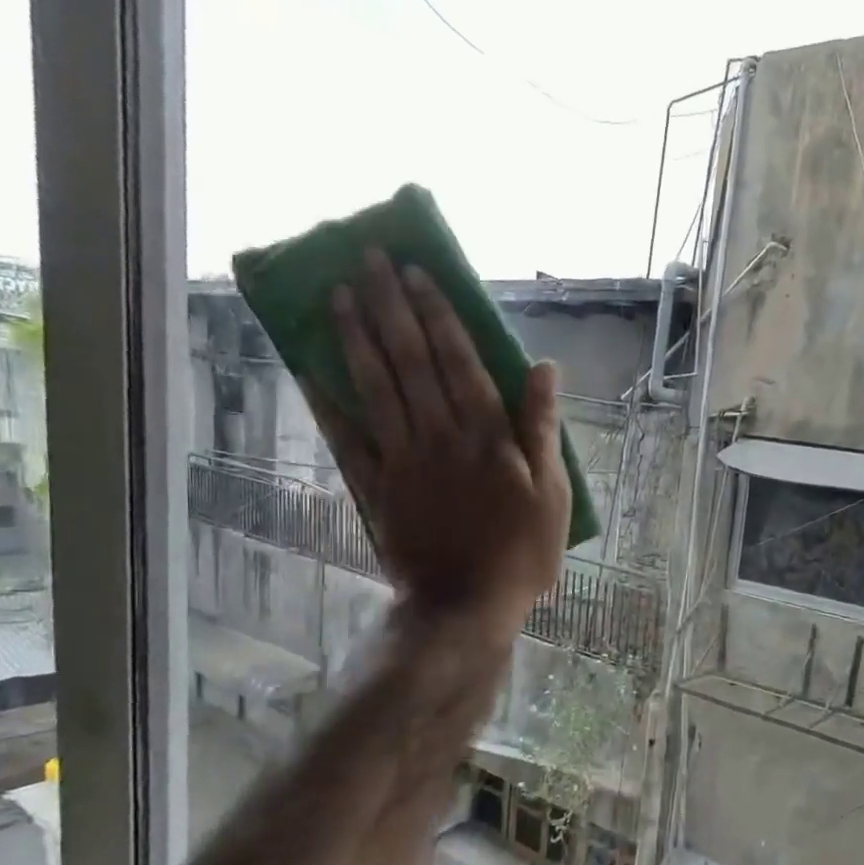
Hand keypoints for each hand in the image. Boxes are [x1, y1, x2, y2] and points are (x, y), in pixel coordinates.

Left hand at [303, 249, 569, 632]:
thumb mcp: (553, 492)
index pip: (459, 360)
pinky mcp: (377, 487)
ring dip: (356, 339)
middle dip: (390, 307)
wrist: (466, 605)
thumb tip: (544, 368)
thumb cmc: (521, 552)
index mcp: (488, 435)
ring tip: (337, 295)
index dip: (438, 314)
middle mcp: (441, 435)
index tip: (416, 273)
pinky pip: (348, 439)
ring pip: (376, 388)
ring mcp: (403, 460)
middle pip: (411, 361)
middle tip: (368, 259)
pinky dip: (328, 404)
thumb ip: (544, 428)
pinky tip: (310, 370)